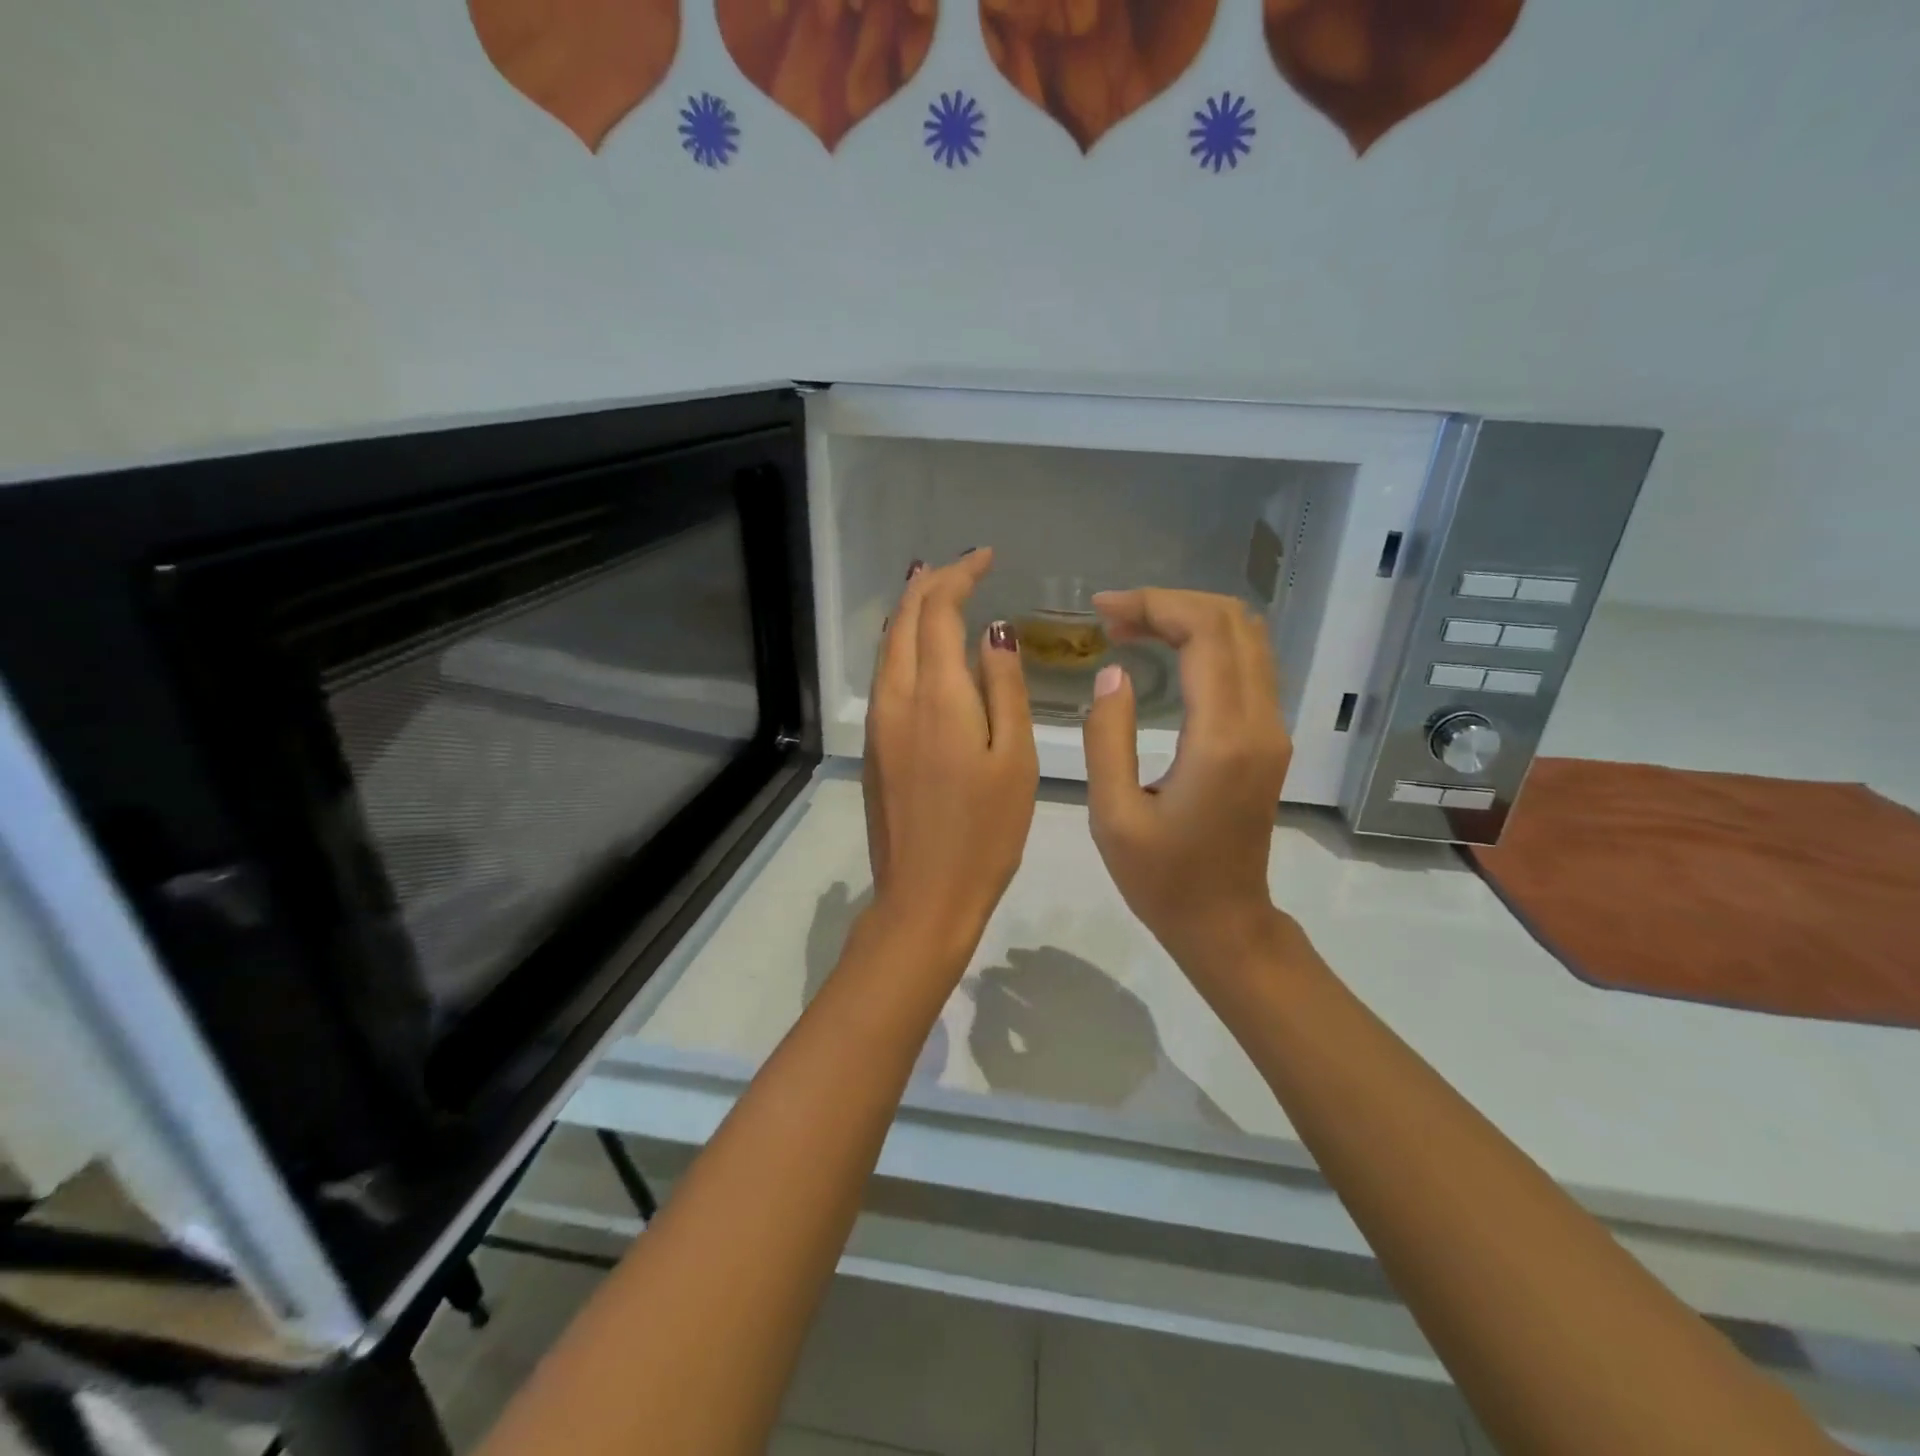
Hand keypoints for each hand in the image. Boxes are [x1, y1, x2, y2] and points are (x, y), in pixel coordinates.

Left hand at [862, 549, 1037, 962]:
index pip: (937, 611)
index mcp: (935, 696)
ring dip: (911, 612)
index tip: (986, 556)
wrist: (923, 896)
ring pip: (887, 647)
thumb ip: (1003, 688)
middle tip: (964, 566)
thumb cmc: (985, 833)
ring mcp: (878, 723)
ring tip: (938, 591)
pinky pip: (885, 676)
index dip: (959, 575)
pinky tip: (923, 649)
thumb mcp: (1014, 758)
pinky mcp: (873, 747)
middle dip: (930, 584)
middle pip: (902, 621)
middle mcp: (895, 698)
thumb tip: (994, 632)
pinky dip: (903, 645)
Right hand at [1081, 589, 1293, 980]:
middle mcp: (1260, 722)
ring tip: (1132, 628)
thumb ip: (1108, 736)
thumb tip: (1115, 672)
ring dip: (1191, 617)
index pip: (1205, 633)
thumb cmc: (1161, 879)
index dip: (1153, 605)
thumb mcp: (1113, 814)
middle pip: (1233, 621)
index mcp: (1222, 739)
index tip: (1102, 611)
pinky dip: (1207, 641)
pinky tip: (1166, 653)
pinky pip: (1248, 664)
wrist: (1224, 922)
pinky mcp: (1269, 739)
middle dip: (1170, 603)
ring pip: (1247, 637)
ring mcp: (1273, 729)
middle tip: (1112, 617)